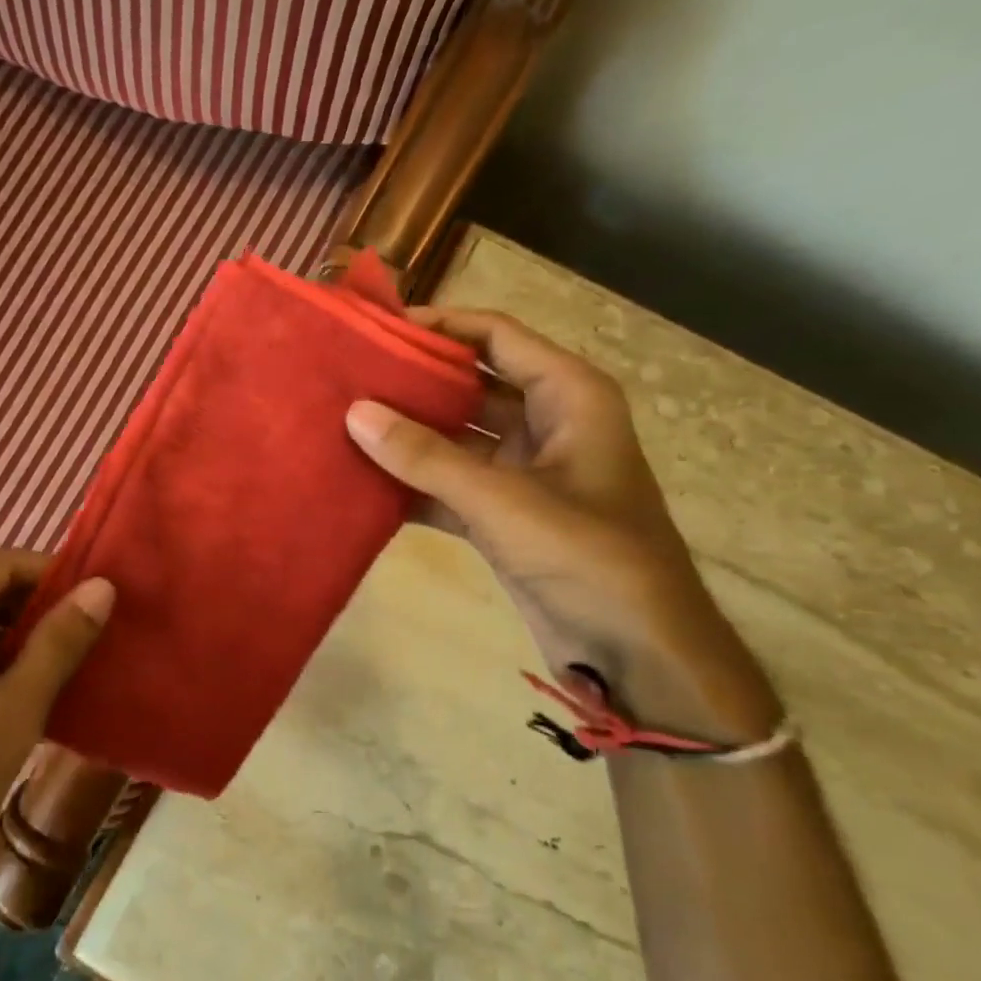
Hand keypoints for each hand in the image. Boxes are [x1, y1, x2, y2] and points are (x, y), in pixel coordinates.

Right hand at [346, 308, 775, 737]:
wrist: (637, 653)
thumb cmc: (588, 557)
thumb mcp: (503, 500)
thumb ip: (426, 457)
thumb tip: (356, 412)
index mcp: (569, 397)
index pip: (497, 338)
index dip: (441, 326)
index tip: (378, 327)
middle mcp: (546, 425)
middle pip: (470, 386)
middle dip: (414, 383)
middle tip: (348, 377)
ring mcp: (523, 473)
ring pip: (455, 438)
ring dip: (407, 436)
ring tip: (343, 423)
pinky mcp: (504, 517)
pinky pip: (449, 485)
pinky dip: (413, 484)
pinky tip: (362, 482)